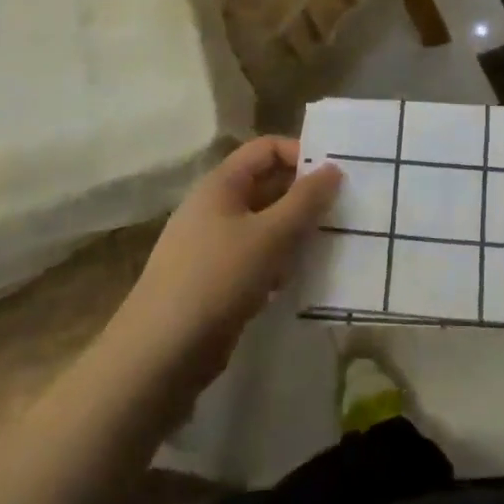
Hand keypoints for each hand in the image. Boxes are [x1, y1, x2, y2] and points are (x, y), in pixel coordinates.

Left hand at [110, 137, 341, 394]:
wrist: (160, 354)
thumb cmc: (218, 279)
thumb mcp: (271, 235)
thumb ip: (305, 201)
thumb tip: (333, 168)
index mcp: (221, 184)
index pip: (265, 149)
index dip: (300, 154)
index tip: (335, 176)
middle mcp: (214, 207)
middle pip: (266, 185)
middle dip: (303, 196)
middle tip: (343, 211)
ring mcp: (212, 245)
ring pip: (264, 224)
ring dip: (295, 231)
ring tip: (329, 245)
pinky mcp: (214, 281)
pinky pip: (255, 257)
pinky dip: (278, 261)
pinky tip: (299, 279)